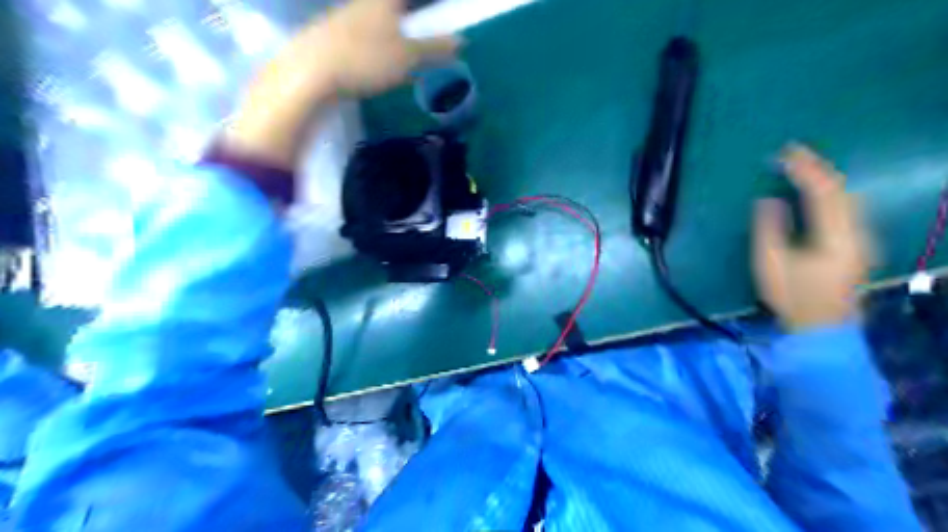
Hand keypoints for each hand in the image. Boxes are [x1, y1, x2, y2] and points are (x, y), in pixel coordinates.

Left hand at [224, 0, 456, 168]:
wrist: (310, 73)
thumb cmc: (366, 59)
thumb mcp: (408, 57)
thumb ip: (435, 48)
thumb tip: (462, 40)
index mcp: (383, 0)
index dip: (425, 6)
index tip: (435, 13)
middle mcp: (361, 4)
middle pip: (390, 7)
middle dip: (407, 17)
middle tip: (421, 39)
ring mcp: (342, 19)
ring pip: (373, 20)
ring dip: (390, 33)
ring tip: (402, 58)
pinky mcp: (328, 38)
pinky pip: (360, 37)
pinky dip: (374, 47)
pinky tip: (375, 67)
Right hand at [754, 144, 867, 329]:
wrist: (822, 327)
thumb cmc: (792, 296)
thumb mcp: (770, 263)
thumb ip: (769, 228)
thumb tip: (769, 199)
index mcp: (835, 236)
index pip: (823, 191)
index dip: (804, 169)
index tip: (785, 153)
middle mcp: (857, 232)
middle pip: (842, 189)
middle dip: (817, 167)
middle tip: (793, 152)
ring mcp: (862, 238)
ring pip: (849, 196)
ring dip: (826, 177)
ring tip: (803, 166)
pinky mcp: (859, 244)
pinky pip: (849, 207)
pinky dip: (832, 192)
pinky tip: (818, 190)